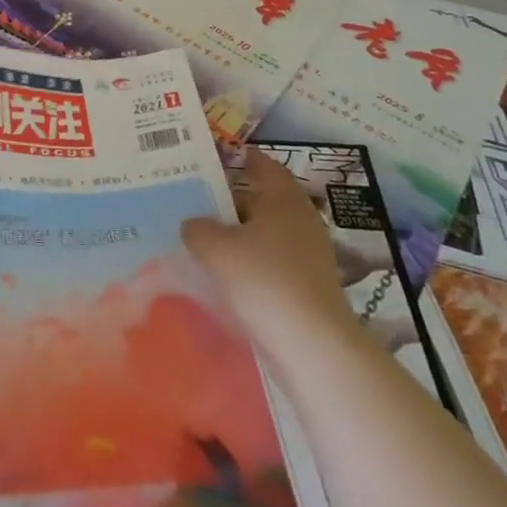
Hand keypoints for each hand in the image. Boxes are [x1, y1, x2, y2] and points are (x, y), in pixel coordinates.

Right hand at [182, 149, 365, 357]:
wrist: (313, 348)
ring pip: (267, 234)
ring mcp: (310, 257)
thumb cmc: (263, 280)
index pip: (263, 165)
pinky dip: (251, 263)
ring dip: (240, 235)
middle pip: (264, 200)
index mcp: (284, 198)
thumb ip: (197, 228)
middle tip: (197, 201)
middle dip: (232, 200)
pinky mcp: (310, 289)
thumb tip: (193, 224)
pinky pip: (273, 263)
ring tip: (206, 240)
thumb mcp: (214, 247)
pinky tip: (227, 276)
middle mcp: (302, 221)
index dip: (241, 159)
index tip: (214, 159)